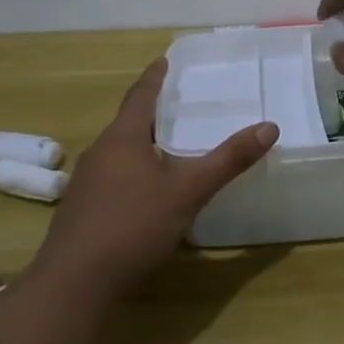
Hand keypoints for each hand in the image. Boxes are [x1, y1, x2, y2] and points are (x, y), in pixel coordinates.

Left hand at [33, 58, 276, 298]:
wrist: (74, 283)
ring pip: (119, 152)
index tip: (162, 61)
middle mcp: (100, 153)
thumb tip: (269, 127)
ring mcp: (86, 183)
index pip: (140, 97)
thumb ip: (228, 160)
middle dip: (151, 112)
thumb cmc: (133, 225)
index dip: (154, 78)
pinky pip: (112, 177)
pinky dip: (133, 171)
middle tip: (175, 104)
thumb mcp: (189, 191)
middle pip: (128, 123)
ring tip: (166, 145)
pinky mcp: (82, 210)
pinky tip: (146, 191)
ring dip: (141, 144)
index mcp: (123, 138)